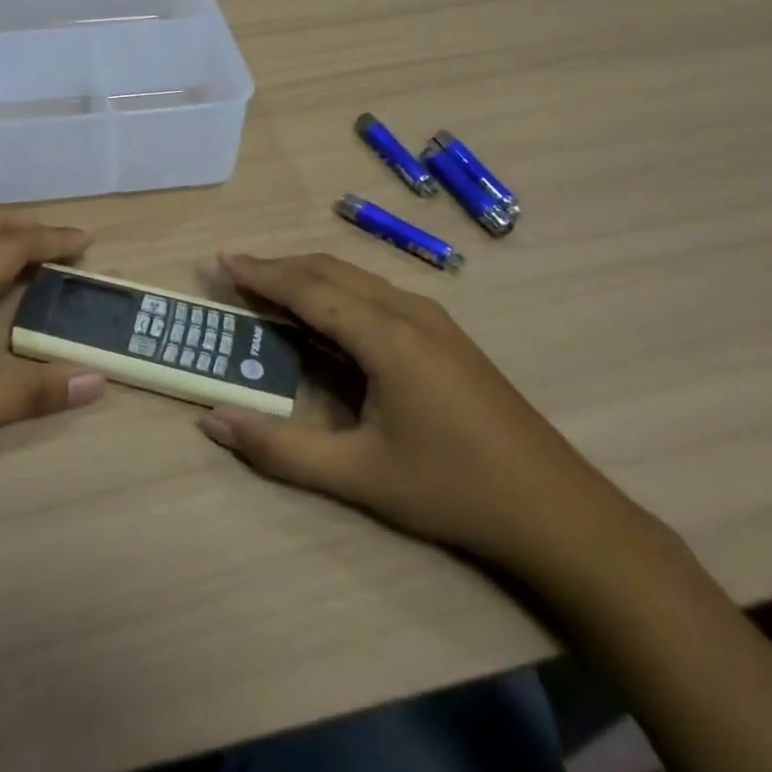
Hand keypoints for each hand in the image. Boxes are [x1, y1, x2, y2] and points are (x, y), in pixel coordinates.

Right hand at [199, 252, 644, 574]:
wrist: (559, 513)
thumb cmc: (453, 491)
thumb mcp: (359, 477)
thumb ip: (280, 449)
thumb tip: (212, 420)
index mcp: (386, 337)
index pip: (308, 288)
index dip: (262, 272)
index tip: (222, 259)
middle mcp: (409, 312)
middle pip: (330, 271)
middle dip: (280, 267)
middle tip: (236, 273)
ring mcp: (433, 320)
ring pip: (356, 278)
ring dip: (308, 277)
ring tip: (270, 288)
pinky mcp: (446, 335)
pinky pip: (377, 294)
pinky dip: (337, 291)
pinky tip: (327, 316)